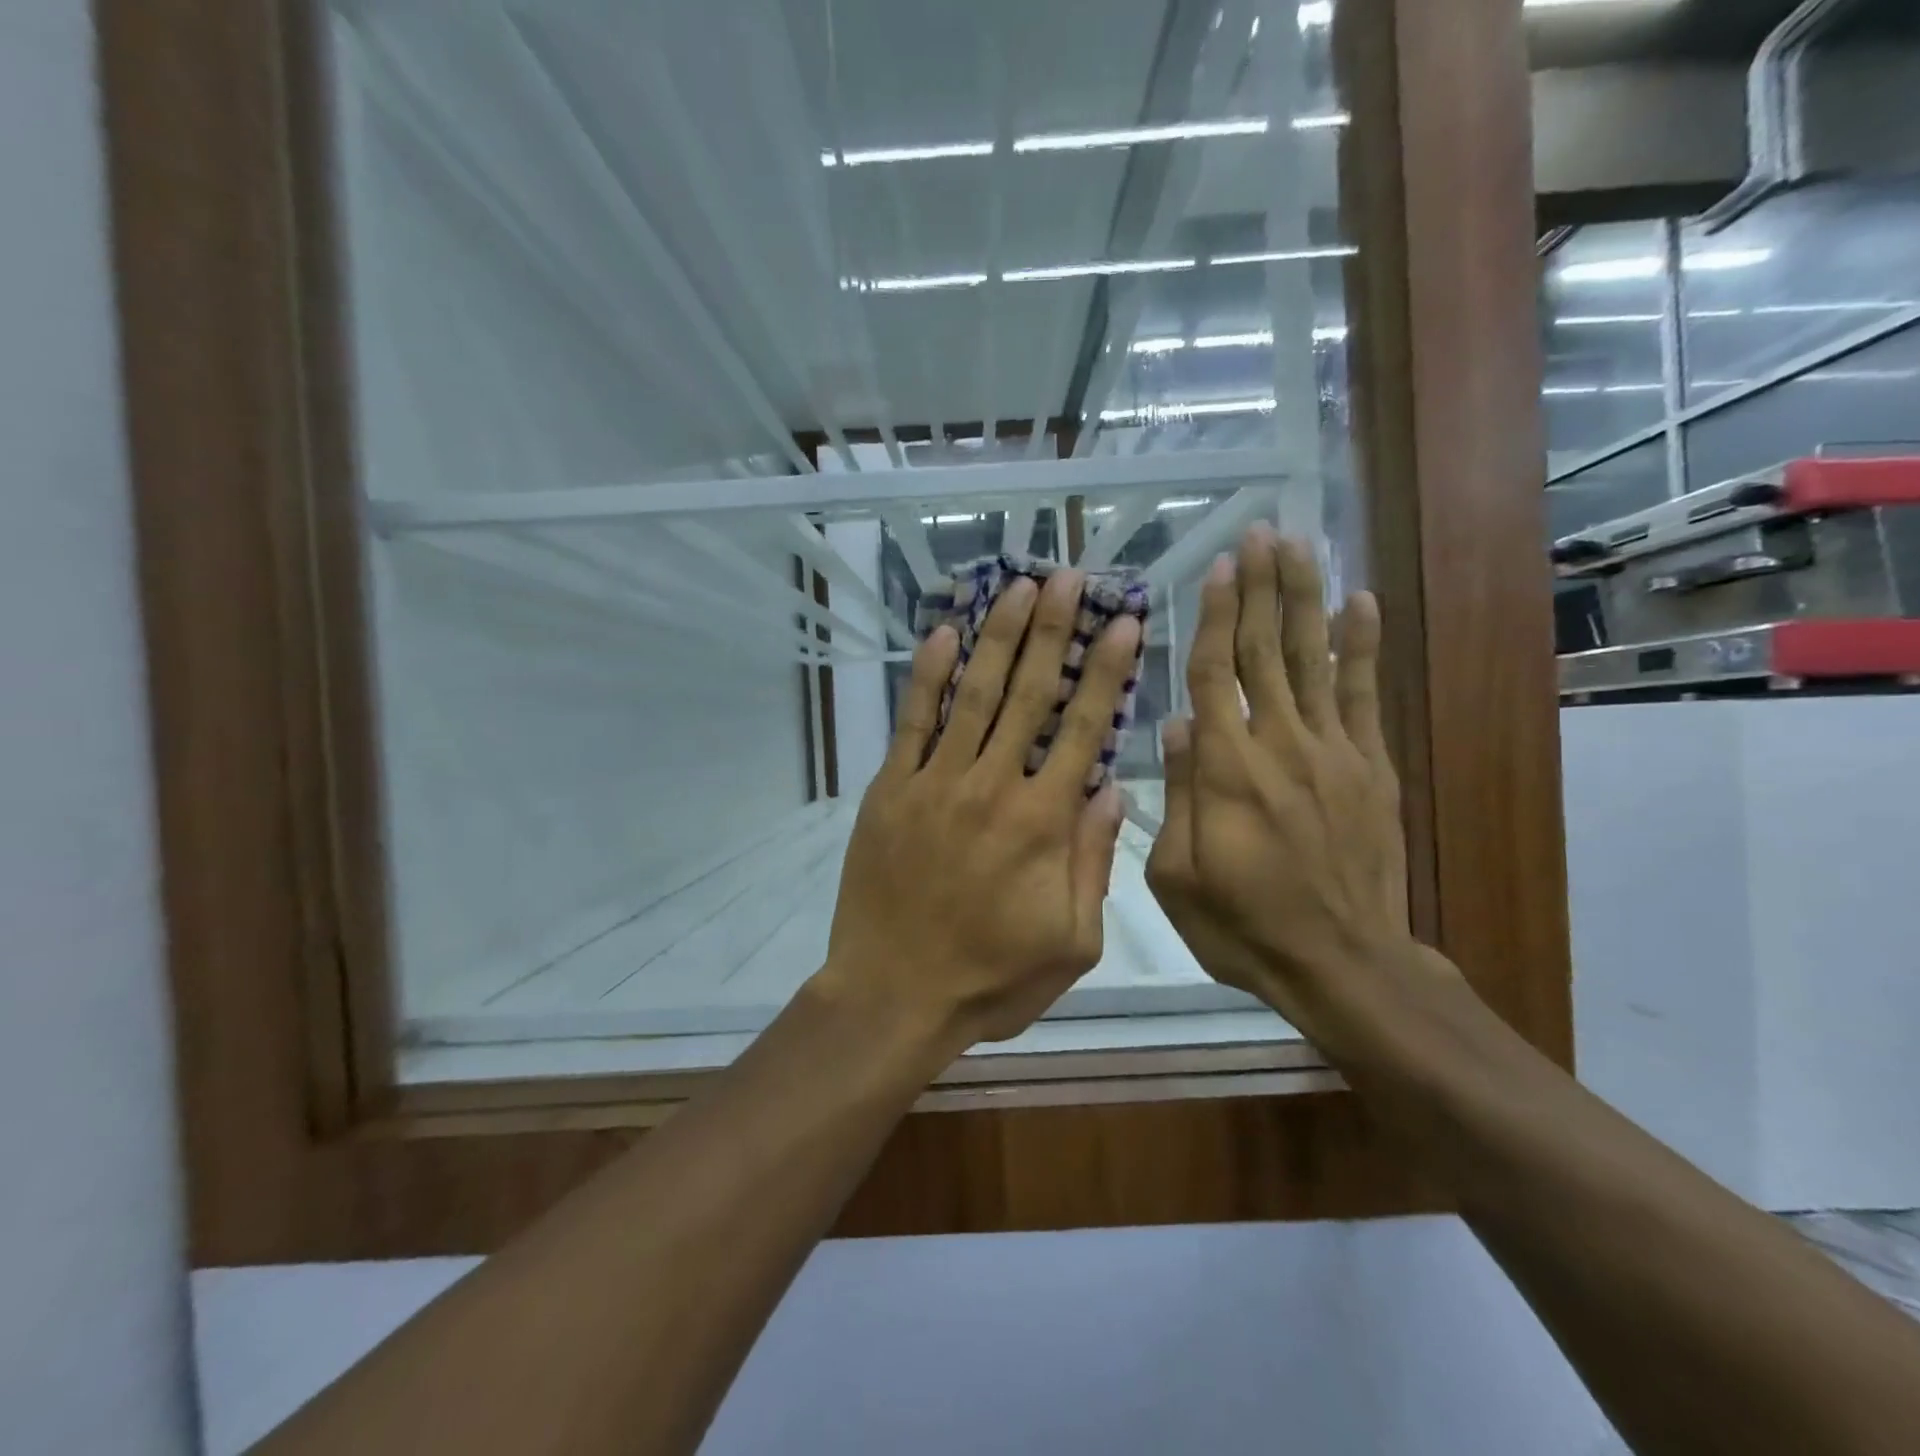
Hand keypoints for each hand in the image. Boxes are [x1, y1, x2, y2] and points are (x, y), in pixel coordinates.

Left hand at [815, 569, 1139, 1049]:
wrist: (894, 996)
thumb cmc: (991, 979)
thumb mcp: (1072, 941)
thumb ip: (1094, 861)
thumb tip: (1112, 790)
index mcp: (1043, 823)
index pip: (1084, 729)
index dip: (1106, 672)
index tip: (1123, 622)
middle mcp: (992, 786)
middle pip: (1029, 693)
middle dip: (1052, 630)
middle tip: (1067, 576)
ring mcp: (935, 782)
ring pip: (973, 694)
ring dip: (997, 636)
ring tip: (1017, 587)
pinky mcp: (890, 789)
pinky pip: (913, 722)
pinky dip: (929, 676)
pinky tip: (944, 634)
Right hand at [1145, 526, 1413, 1032]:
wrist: (1342, 963)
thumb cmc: (1242, 924)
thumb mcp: (1177, 874)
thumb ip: (1177, 793)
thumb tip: (1176, 725)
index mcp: (1225, 768)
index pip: (1215, 673)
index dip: (1214, 616)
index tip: (1218, 566)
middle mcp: (1279, 743)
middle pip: (1265, 650)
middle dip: (1261, 587)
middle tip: (1261, 532)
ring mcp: (1332, 751)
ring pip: (1313, 658)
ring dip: (1304, 598)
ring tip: (1300, 546)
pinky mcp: (1370, 767)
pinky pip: (1364, 695)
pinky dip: (1362, 646)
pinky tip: (1360, 603)